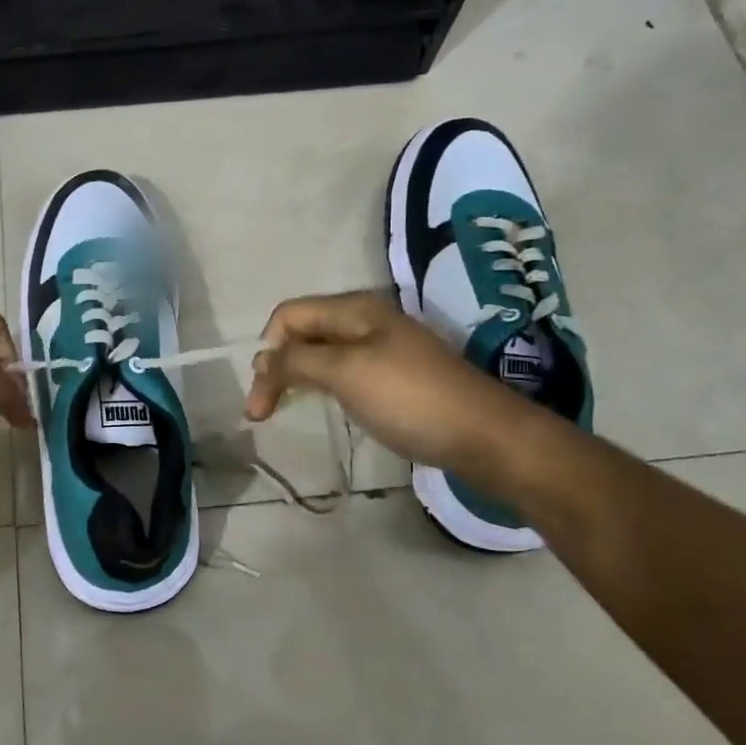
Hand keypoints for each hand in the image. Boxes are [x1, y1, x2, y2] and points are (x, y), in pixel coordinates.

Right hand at [245, 291, 527, 472]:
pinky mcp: (392, 378)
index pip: (289, 315)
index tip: (260, 394)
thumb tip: (263, 360)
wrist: (485, 436)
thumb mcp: (346, 372)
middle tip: (261, 410)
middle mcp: (365, 321)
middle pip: (303, 332)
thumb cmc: (409, 397)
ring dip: (294, 378)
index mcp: (354, 308)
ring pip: (320, 354)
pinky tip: (318, 406)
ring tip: (278, 409)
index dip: (267, 348)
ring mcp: (381, 350)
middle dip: (276, 365)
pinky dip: (319, 387)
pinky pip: (341, 373)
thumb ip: (298, 360)